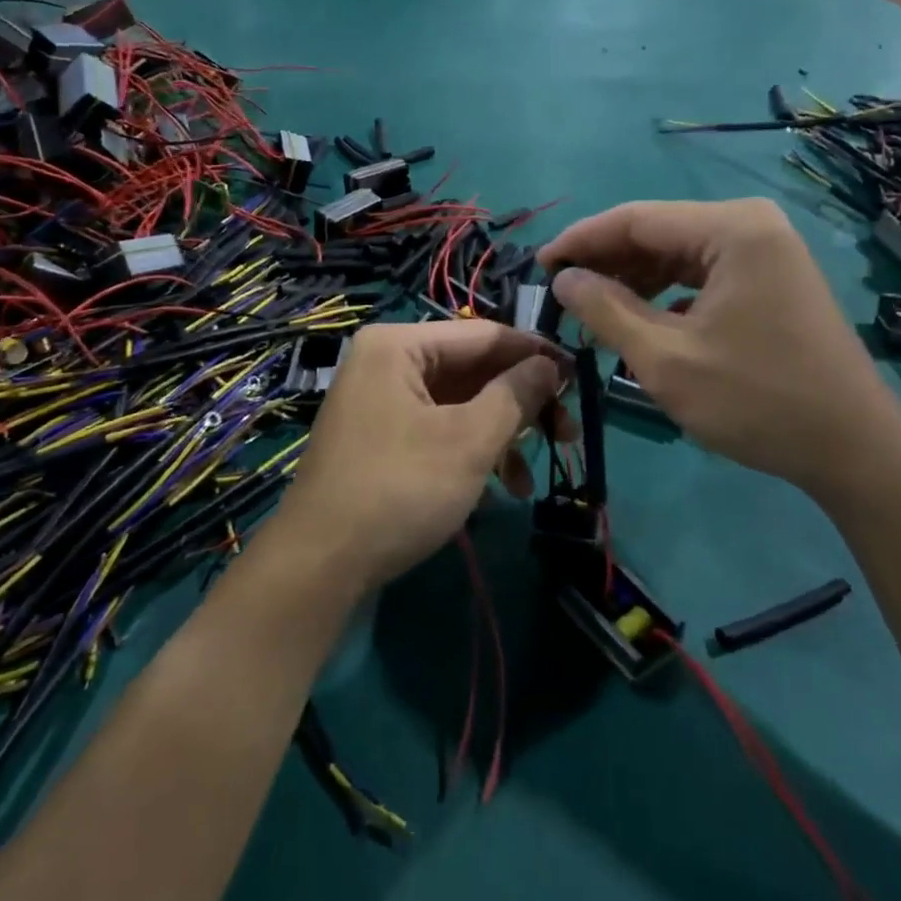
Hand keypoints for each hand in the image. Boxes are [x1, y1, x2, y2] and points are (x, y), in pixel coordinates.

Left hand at [268, 321, 565, 592]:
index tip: (580, 378)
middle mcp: (387, 361)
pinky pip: (439, 427)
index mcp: (399, 345)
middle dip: (522, 403)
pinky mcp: (383, 436)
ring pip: (460, 403)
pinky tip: (503, 486)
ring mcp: (382, 400)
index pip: (484, 335)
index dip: (536, 354)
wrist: (320, 565)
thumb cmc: (399, 489)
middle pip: (473, 369)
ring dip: (502, 434)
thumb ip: (515, 394)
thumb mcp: (469, 441)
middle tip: (567, 433)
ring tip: (533, 476)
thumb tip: (552, 365)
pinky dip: (473, 450)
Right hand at [540, 199, 900, 498]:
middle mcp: (751, 224)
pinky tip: (639, 318)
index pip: (635, 219)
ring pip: (677, 254)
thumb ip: (606, 311)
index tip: (538, 265)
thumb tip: (563, 278)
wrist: (853, 449)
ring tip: (590, 310)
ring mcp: (766, 251)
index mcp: (731, 228)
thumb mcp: (665, 359)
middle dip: (606, 262)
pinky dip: (665, 292)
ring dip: (632, 279)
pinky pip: (702, 273)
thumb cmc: (756, 401)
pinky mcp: (771, 278)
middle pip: (657, 232)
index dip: (580, 240)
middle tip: (559, 294)